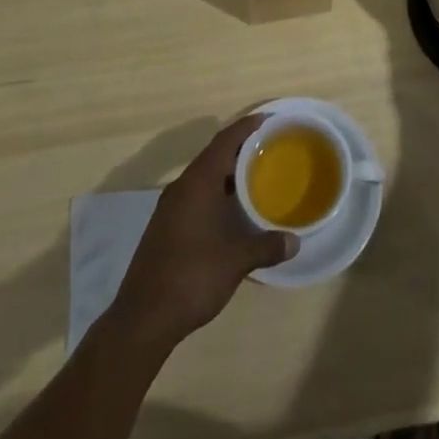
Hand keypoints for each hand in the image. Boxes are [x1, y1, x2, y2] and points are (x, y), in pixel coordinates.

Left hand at [110, 115, 298, 348]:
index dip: (247, 127)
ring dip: (227, 173)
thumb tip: (295, 241)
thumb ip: (266, 246)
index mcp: (197, 183)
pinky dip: (216, 192)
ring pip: (203, 177)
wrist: (142, 318)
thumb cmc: (192, 277)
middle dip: (240, 149)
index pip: (225, 141)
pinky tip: (231, 210)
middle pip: (213, 155)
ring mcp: (170, 208)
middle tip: (269, 148)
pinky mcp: (165, 227)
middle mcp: (181, 187)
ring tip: (256, 176)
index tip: (269, 120)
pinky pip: (196, 195)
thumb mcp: (236, 261)